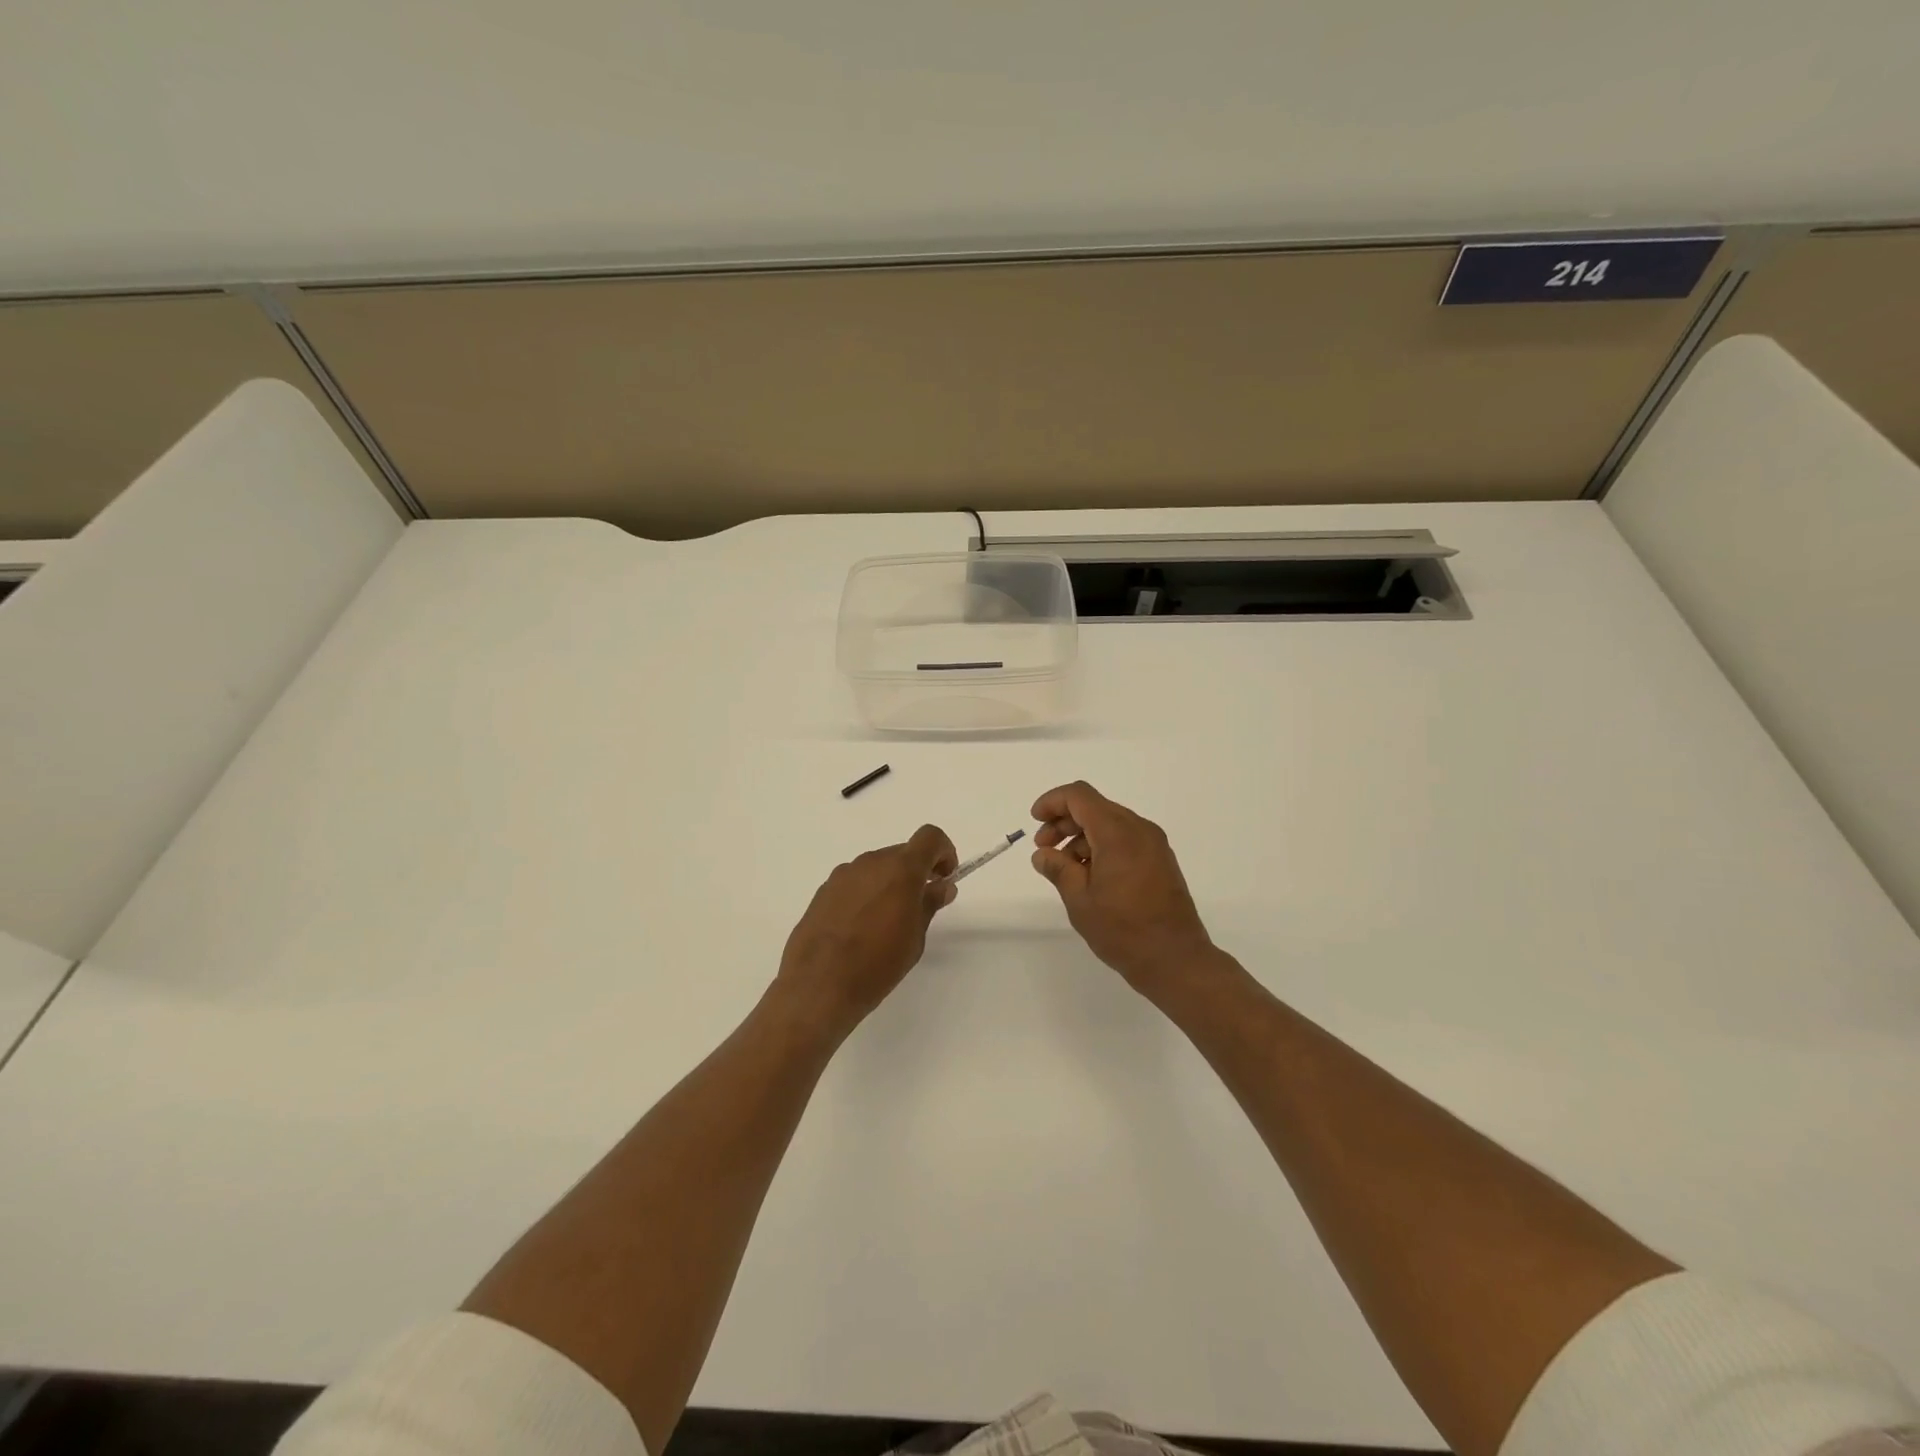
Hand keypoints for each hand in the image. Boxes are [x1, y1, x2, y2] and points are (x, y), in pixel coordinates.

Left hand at [776, 824, 958, 1036]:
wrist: (818, 986)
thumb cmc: (877, 964)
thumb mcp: (914, 937)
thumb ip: (929, 904)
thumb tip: (942, 885)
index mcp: (900, 869)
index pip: (930, 837)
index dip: (944, 852)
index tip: (944, 878)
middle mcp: (870, 862)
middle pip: (902, 853)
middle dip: (916, 872)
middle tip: (919, 906)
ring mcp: (843, 875)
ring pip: (876, 867)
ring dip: (889, 883)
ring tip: (887, 922)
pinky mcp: (823, 891)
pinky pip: (854, 882)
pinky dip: (866, 894)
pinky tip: (860, 928)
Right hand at [1030, 782, 1220, 1000]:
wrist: (1175, 959)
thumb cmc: (1122, 929)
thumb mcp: (1079, 899)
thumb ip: (1058, 868)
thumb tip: (1043, 854)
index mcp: (1117, 832)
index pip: (1079, 796)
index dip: (1052, 802)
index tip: (1035, 821)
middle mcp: (1139, 829)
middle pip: (1094, 807)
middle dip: (1064, 821)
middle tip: (1044, 848)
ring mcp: (1154, 844)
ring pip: (1110, 823)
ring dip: (1082, 835)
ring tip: (1064, 867)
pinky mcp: (1160, 860)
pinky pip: (1125, 839)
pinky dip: (1102, 845)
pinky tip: (1089, 874)